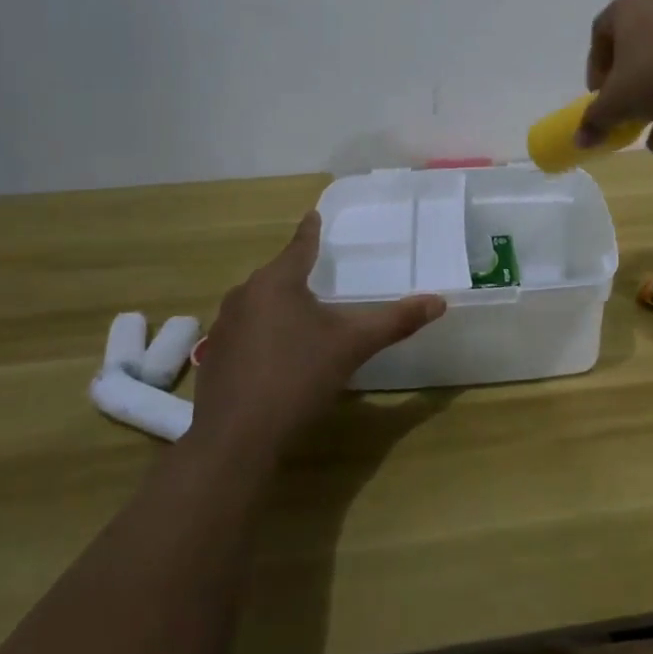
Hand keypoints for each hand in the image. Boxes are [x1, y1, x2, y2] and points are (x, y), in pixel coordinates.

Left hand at [191, 211, 444, 459]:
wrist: (236, 439)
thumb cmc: (298, 377)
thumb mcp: (353, 346)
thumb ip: (395, 321)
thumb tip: (440, 301)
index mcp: (276, 282)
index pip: (300, 246)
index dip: (311, 231)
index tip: (314, 214)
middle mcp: (244, 296)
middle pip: (277, 275)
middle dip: (297, 273)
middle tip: (320, 272)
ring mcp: (223, 328)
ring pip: (258, 304)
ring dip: (279, 305)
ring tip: (302, 315)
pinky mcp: (213, 358)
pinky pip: (244, 332)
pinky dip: (263, 333)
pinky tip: (277, 355)